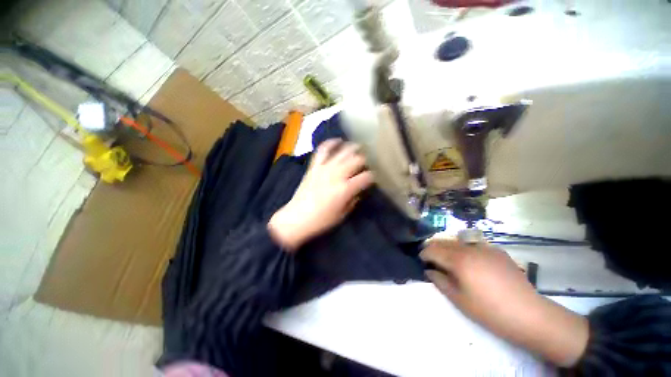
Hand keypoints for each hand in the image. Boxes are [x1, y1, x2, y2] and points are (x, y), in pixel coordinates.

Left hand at [268, 139, 373, 250]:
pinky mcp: (314, 167)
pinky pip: (322, 150)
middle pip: (357, 160)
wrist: (297, 218)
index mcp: (346, 189)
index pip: (366, 177)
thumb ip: (354, 199)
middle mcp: (337, 175)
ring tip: (358, 147)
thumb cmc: (321, 220)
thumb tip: (359, 189)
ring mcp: (324, 168)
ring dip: (352, 148)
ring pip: (343, 152)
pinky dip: (330, 143)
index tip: (373, 178)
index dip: (372, 176)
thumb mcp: (343, 214)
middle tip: (367, 163)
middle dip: (365, 160)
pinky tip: (337, 141)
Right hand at [420, 239, 588, 366]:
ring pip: (458, 241)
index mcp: (459, 260)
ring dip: (448, 247)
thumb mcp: (459, 299)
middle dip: (433, 247)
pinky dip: (464, 249)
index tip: (420, 260)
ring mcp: (485, 247)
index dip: (424, 253)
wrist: (529, 314)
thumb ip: (440, 281)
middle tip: (429, 257)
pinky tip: (469, 261)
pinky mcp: (497, 251)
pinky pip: (473, 245)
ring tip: (446, 258)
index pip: (433, 250)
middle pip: (444, 241)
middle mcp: (469, 248)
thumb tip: (429, 270)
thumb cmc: (489, 311)